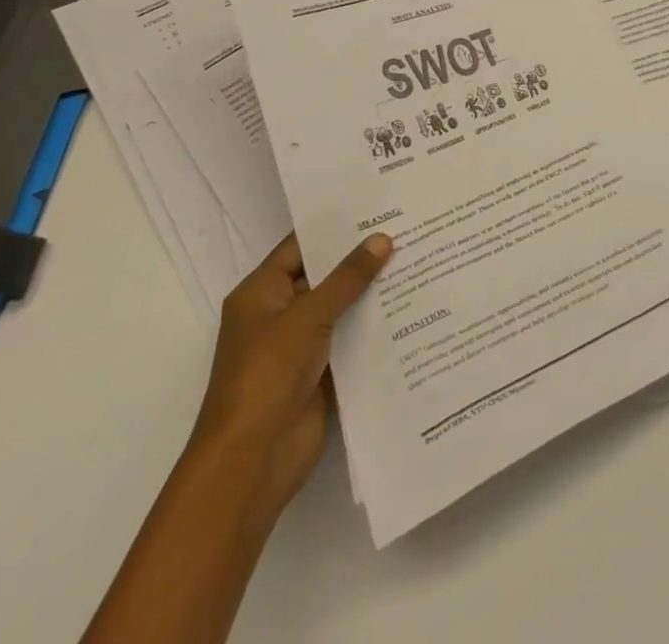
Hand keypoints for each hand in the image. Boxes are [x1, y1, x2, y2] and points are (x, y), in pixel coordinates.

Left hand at [186, 231, 391, 520]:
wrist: (250, 462)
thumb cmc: (267, 376)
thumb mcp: (308, 317)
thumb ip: (347, 278)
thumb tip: (382, 238)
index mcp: (261, 294)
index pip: (301, 247)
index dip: (335, 227)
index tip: (377, 207)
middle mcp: (278, 315)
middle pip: (324, 276)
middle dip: (361, 258)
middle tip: (408, 229)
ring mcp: (299, 346)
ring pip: (341, 309)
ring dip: (372, 293)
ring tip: (418, 261)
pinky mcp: (319, 374)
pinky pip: (350, 341)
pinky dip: (374, 328)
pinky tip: (412, 309)